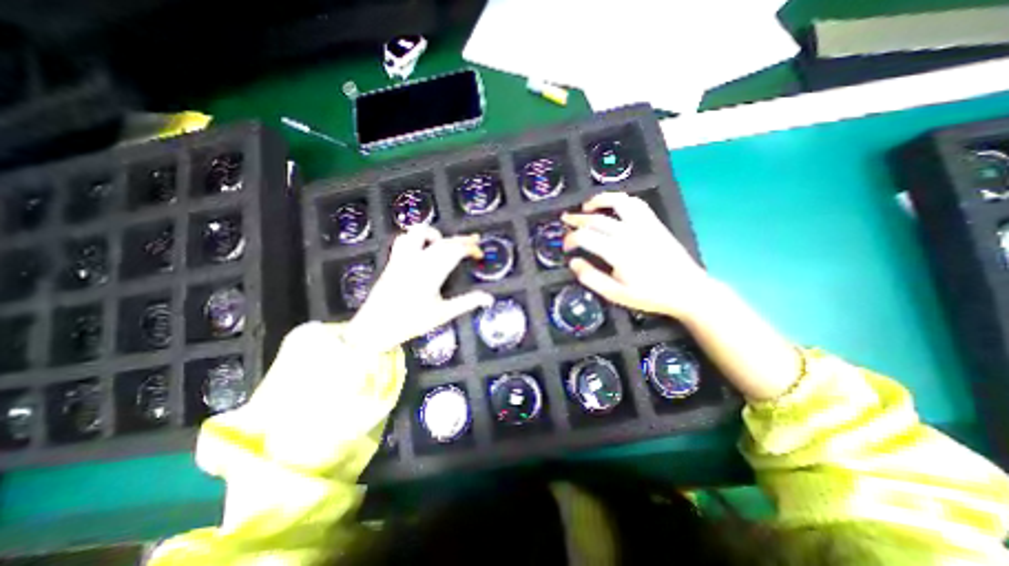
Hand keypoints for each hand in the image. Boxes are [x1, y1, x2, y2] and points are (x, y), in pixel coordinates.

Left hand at [344, 226, 494, 354]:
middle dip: (462, 239)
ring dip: (437, 234)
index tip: (479, 254)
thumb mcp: (443, 313)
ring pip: (419, 232)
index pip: (456, 251)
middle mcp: (417, 260)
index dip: (471, 248)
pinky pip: (403, 239)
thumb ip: (467, 303)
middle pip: (444, 241)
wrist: (374, 327)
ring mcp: (403, 258)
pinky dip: (416, 238)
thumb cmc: (410, 322)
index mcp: (431, 273)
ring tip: (446, 242)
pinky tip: (423, 247)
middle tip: (474, 242)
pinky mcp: (393, 260)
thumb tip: (489, 299)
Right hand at [564, 192, 711, 321]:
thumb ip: (591, 278)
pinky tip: (614, 206)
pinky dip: (621, 200)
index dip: (570, 239)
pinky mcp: (654, 223)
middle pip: (596, 219)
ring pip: (618, 202)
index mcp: (617, 252)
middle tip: (565, 220)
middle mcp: (629, 233)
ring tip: (587, 206)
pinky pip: (636, 204)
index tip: (566, 247)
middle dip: (576, 219)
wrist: (688, 290)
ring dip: (599, 200)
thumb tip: (574, 263)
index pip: (585, 236)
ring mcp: (644, 225)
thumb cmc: (650, 295)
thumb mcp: (616, 295)